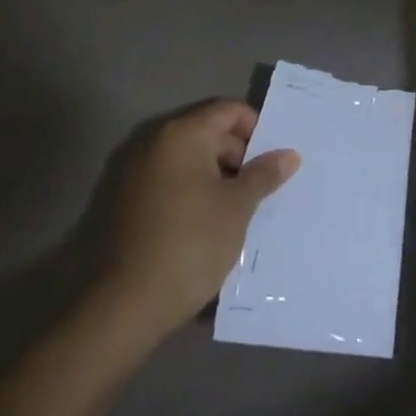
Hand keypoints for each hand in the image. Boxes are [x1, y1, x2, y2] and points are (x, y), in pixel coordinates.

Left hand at [101, 99, 300, 338]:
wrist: (126, 305)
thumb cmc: (191, 243)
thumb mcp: (238, 207)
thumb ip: (264, 174)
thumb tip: (289, 154)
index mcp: (183, 134)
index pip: (229, 110)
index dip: (257, 130)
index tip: (272, 162)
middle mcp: (155, 142)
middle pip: (209, 132)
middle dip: (239, 156)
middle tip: (262, 189)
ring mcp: (137, 171)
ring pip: (190, 159)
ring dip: (217, 176)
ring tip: (240, 209)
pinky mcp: (127, 200)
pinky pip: (171, 181)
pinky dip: (194, 191)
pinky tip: (209, 223)